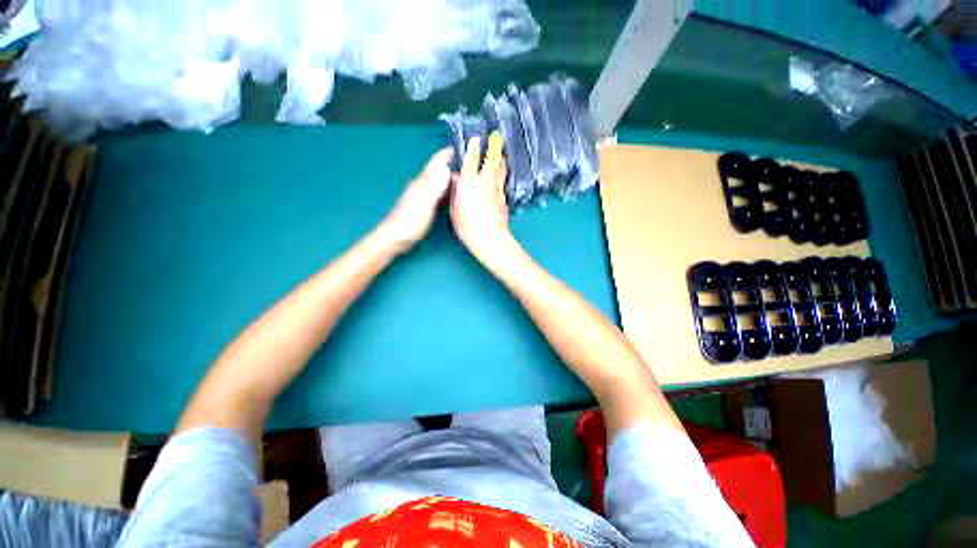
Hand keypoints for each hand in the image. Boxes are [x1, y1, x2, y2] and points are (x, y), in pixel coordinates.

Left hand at [380, 147, 453, 252]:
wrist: (394, 239)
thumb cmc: (409, 223)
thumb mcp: (424, 204)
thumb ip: (434, 187)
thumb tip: (445, 168)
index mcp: (421, 184)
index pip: (434, 165)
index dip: (444, 156)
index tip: (455, 148)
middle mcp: (420, 187)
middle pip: (436, 172)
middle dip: (448, 165)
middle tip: (465, 165)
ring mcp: (420, 197)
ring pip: (436, 183)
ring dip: (447, 178)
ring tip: (460, 178)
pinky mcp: (421, 207)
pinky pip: (436, 194)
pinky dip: (444, 191)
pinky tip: (449, 196)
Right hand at [450, 132, 514, 263]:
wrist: (491, 239)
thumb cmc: (467, 226)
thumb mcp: (454, 209)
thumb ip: (456, 191)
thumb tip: (457, 179)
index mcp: (469, 181)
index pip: (473, 158)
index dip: (474, 146)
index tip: (476, 138)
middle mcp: (486, 180)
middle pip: (493, 158)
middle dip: (494, 147)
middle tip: (495, 138)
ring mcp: (497, 188)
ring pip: (502, 168)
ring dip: (500, 159)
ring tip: (500, 154)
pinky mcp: (504, 197)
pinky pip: (503, 180)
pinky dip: (502, 174)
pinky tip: (500, 175)